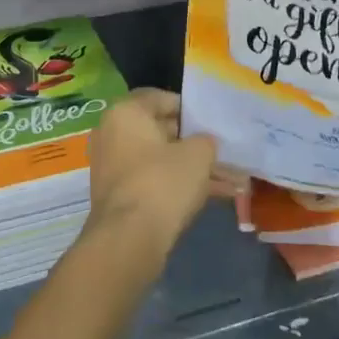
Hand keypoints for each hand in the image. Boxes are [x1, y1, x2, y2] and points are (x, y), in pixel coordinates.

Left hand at [85, 89, 219, 271]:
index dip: (187, 108)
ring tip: (227, 180)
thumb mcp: (198, 154)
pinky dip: (176, 186)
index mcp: (125, 112)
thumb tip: (204, 143)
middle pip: (158, 130)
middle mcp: (111, 134)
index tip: (209, 122)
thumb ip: (205, 141)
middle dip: (192, 142)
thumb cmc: (162, 182)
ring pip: (158, 160)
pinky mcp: (117, 196)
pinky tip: (211, 197)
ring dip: (190, 168)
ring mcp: (111, 167)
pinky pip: (152, 181)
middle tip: (220, 151)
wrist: (128, 240)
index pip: (158, 97)